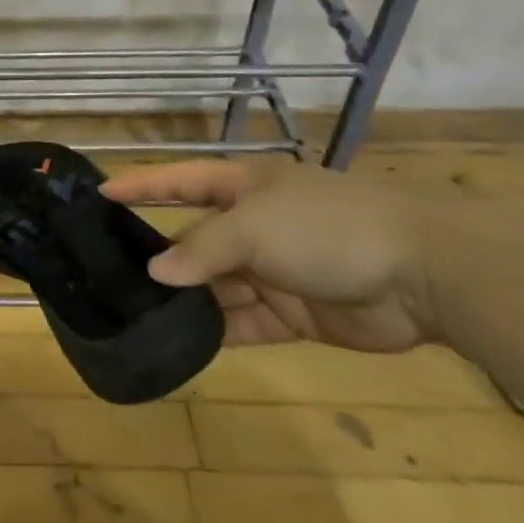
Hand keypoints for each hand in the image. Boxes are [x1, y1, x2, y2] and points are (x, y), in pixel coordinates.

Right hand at [100, 160, 439, 351]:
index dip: (141, 185)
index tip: (100, 193)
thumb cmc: (326, 227)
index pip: (179, 181)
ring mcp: (272, 271)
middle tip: (109, 270)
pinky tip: (182, 341)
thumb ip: (202, 249)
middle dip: (158, 253)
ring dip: (184, 298)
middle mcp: (252, 225)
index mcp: (243, 187)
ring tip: (137, 312)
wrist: (423, 274)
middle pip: (194, 238)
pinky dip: (216, 330)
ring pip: (214, 284)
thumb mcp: (254, 226)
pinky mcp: (293, 314)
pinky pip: (243, 321)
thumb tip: (156, 271)